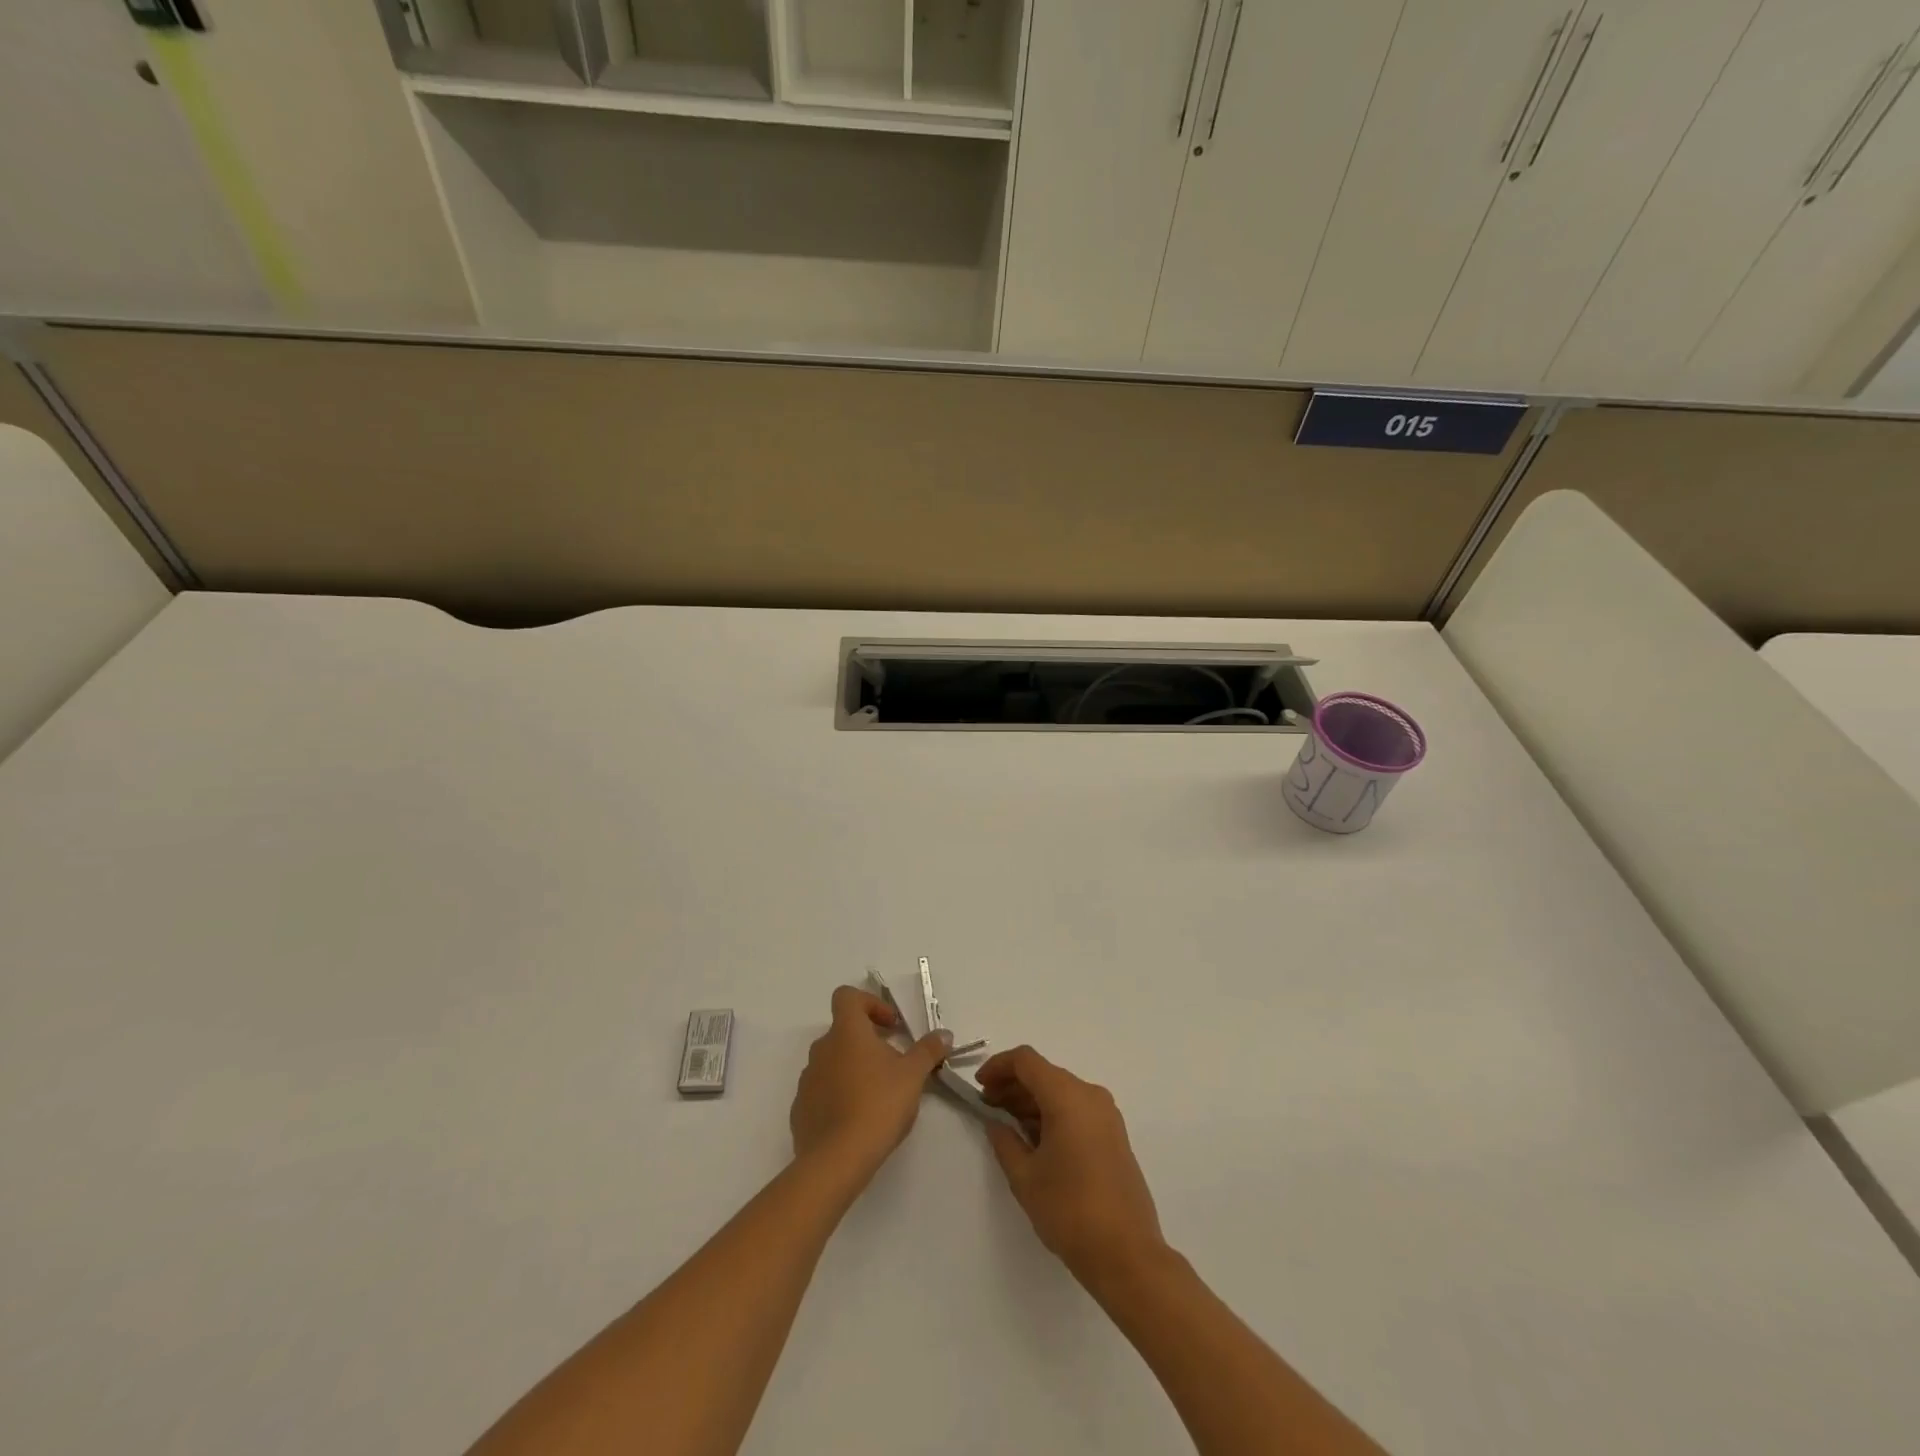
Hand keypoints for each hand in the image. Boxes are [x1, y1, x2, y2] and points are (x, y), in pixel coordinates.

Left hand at [790, 986, 952, 1183]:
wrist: (836, 1160)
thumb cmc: (878, 1105)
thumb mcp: (913, 1076)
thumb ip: (928, 1051)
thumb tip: (944, 1034)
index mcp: (846, 1032)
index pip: (847, 997)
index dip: (870, 1003)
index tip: (891, 1026)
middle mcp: (822, 1049)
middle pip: (843, 1032)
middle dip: (868, 1042)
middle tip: (893, 1064)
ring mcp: (807, 1080)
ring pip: (832, 1062)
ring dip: (853, 1069)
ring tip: (878, 1095)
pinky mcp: (800, 1109)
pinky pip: (822, 1092)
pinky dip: (838, 1096)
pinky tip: (857, 1119)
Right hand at [977, 1046, 1166, 1287]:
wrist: (1127, 1254)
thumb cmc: (1070, 1211)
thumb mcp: (1025, 1177)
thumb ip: (1005, 1142)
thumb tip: (996, 1123)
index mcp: (1068, 1097)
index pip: (1026, 1061)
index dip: (998, 1066)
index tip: (978, 1086)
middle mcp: (1090, 1095)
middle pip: (1044, 1074)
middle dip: (1012, 1086)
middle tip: (987, 1107)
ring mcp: (1106, 1115)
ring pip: (1061, 1092)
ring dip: (1031, 1101)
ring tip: (1006, 1125)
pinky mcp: (1114, 1135)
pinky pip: (1076, 1109)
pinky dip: (1052, 1114)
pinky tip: (1034, 1140)